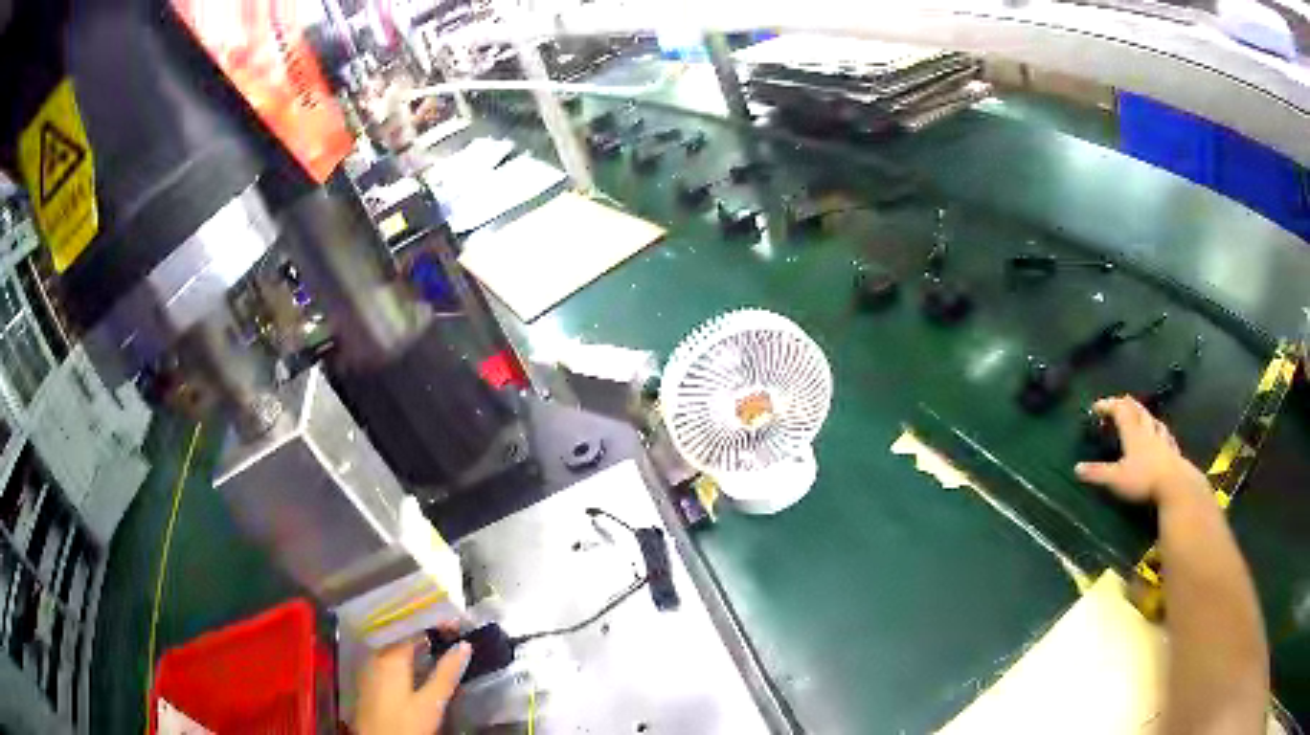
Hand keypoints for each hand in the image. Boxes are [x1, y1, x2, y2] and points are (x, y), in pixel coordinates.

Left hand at [354, 634, 471, 734]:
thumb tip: (464, 646)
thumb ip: (446, 674)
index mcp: (391, 657)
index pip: (414, 630)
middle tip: (451, 634)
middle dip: (426, 633)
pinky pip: (387, 659)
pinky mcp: (369, 681)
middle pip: (402, 636)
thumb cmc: (405, 724)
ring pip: (394, 648)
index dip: (436, 624)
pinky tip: (416, 666)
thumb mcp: (431, 702)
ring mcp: (370, 668)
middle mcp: (376, 656)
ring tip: (437, 647)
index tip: (457, 625)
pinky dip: (404, 657)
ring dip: (415, 645)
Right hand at [1075, 395, 1208, 505]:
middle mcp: (1147, 430)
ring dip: (1144, 415)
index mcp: (1133, 432)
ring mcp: (1162, 439)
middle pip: (1137, 409)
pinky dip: (1159, 431)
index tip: (1096, 407)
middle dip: (1126, 404)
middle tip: (1118, 405)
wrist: (1175, 486)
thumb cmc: (1143, 480)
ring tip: (1141, 416)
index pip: (1119, 410)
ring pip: (1152, 420)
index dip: (1108, 405)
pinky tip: (1162, 435)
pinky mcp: (1172, 451)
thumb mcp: (1116, 479)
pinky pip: (1165, 435)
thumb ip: (1097, 473)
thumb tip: (1076, 468)